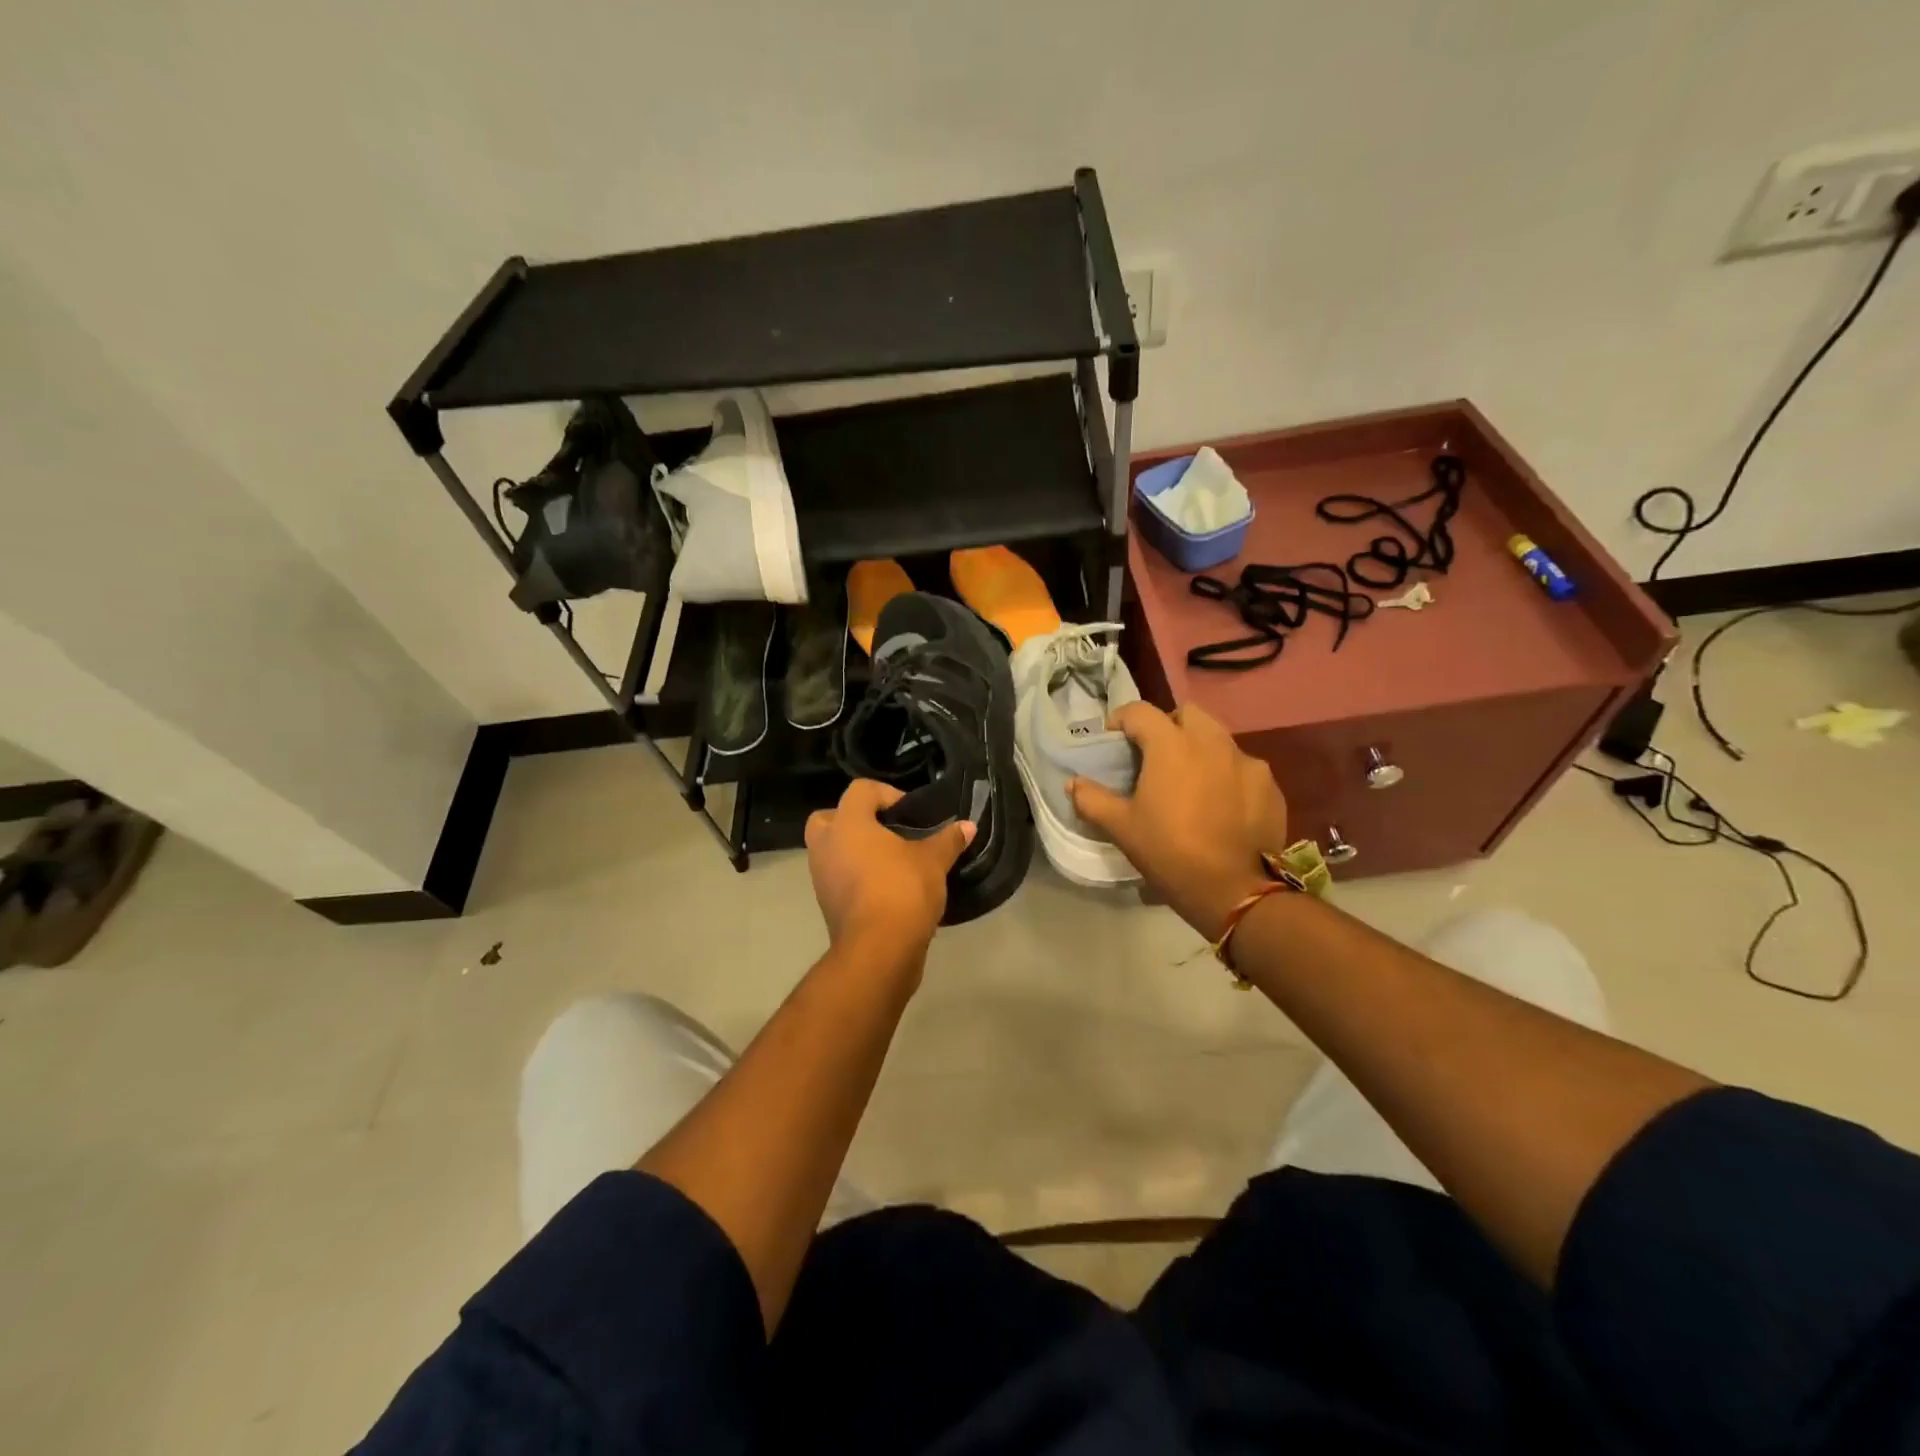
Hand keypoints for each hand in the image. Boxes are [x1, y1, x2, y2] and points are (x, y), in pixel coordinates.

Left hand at [805, 780, 974, 962]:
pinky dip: (855, 877)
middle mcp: (826, 846)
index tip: (910, 814)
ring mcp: (821, 877)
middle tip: (884, 831)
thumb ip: (948, 840)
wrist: (879, 950)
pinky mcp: (827, 905)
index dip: (886, 794)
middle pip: (828, 817)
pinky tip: (886, 887)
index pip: (860, 790)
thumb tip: (968, 826)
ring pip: (830, 851)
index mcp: (848, 824)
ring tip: (890, 861)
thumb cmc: (902, 890)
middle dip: (853, 819)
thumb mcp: (934, 861)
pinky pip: (838, 878)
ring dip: (854, 851)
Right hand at [1069, 702, 1288, 939]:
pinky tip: (1221, 804)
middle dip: (1167, 726)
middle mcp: (1212, 742)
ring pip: (1218, 738)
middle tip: (1155, 757)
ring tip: (1190, 780)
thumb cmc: (1169, 852)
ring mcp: (1246, 762)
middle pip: (1186, 714)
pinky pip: (1243, 767)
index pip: (1140, 711)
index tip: (1114, 742)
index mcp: (1171, 745)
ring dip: (1199, 748)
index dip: (1121, 721)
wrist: (1234, 891)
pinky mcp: (1270, 785)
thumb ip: (1092, 799)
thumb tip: (1073, 783)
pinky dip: (1227, 775)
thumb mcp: (1121, 828)